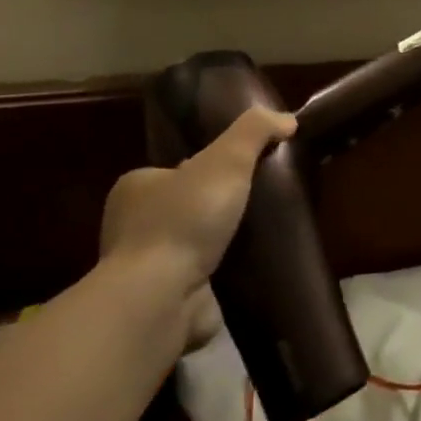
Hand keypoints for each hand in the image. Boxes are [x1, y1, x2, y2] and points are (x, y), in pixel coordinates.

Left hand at [100, 106, 295, 346]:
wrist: (160, 299)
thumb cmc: (185, 220)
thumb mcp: (226, 159)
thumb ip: (255, 131)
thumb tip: (288, 119)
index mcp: (136, 188)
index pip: (177, 169)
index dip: (211, 167)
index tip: (245, 172)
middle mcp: (133, 226)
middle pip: (188, 206)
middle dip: (219, 207)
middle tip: (261, 204)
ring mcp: (147, 267)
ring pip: (195, 245)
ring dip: (223, 243)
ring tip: (264, 236)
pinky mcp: (164, 301)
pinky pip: (201, 280)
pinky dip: (223, 275)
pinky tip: (251, 270)